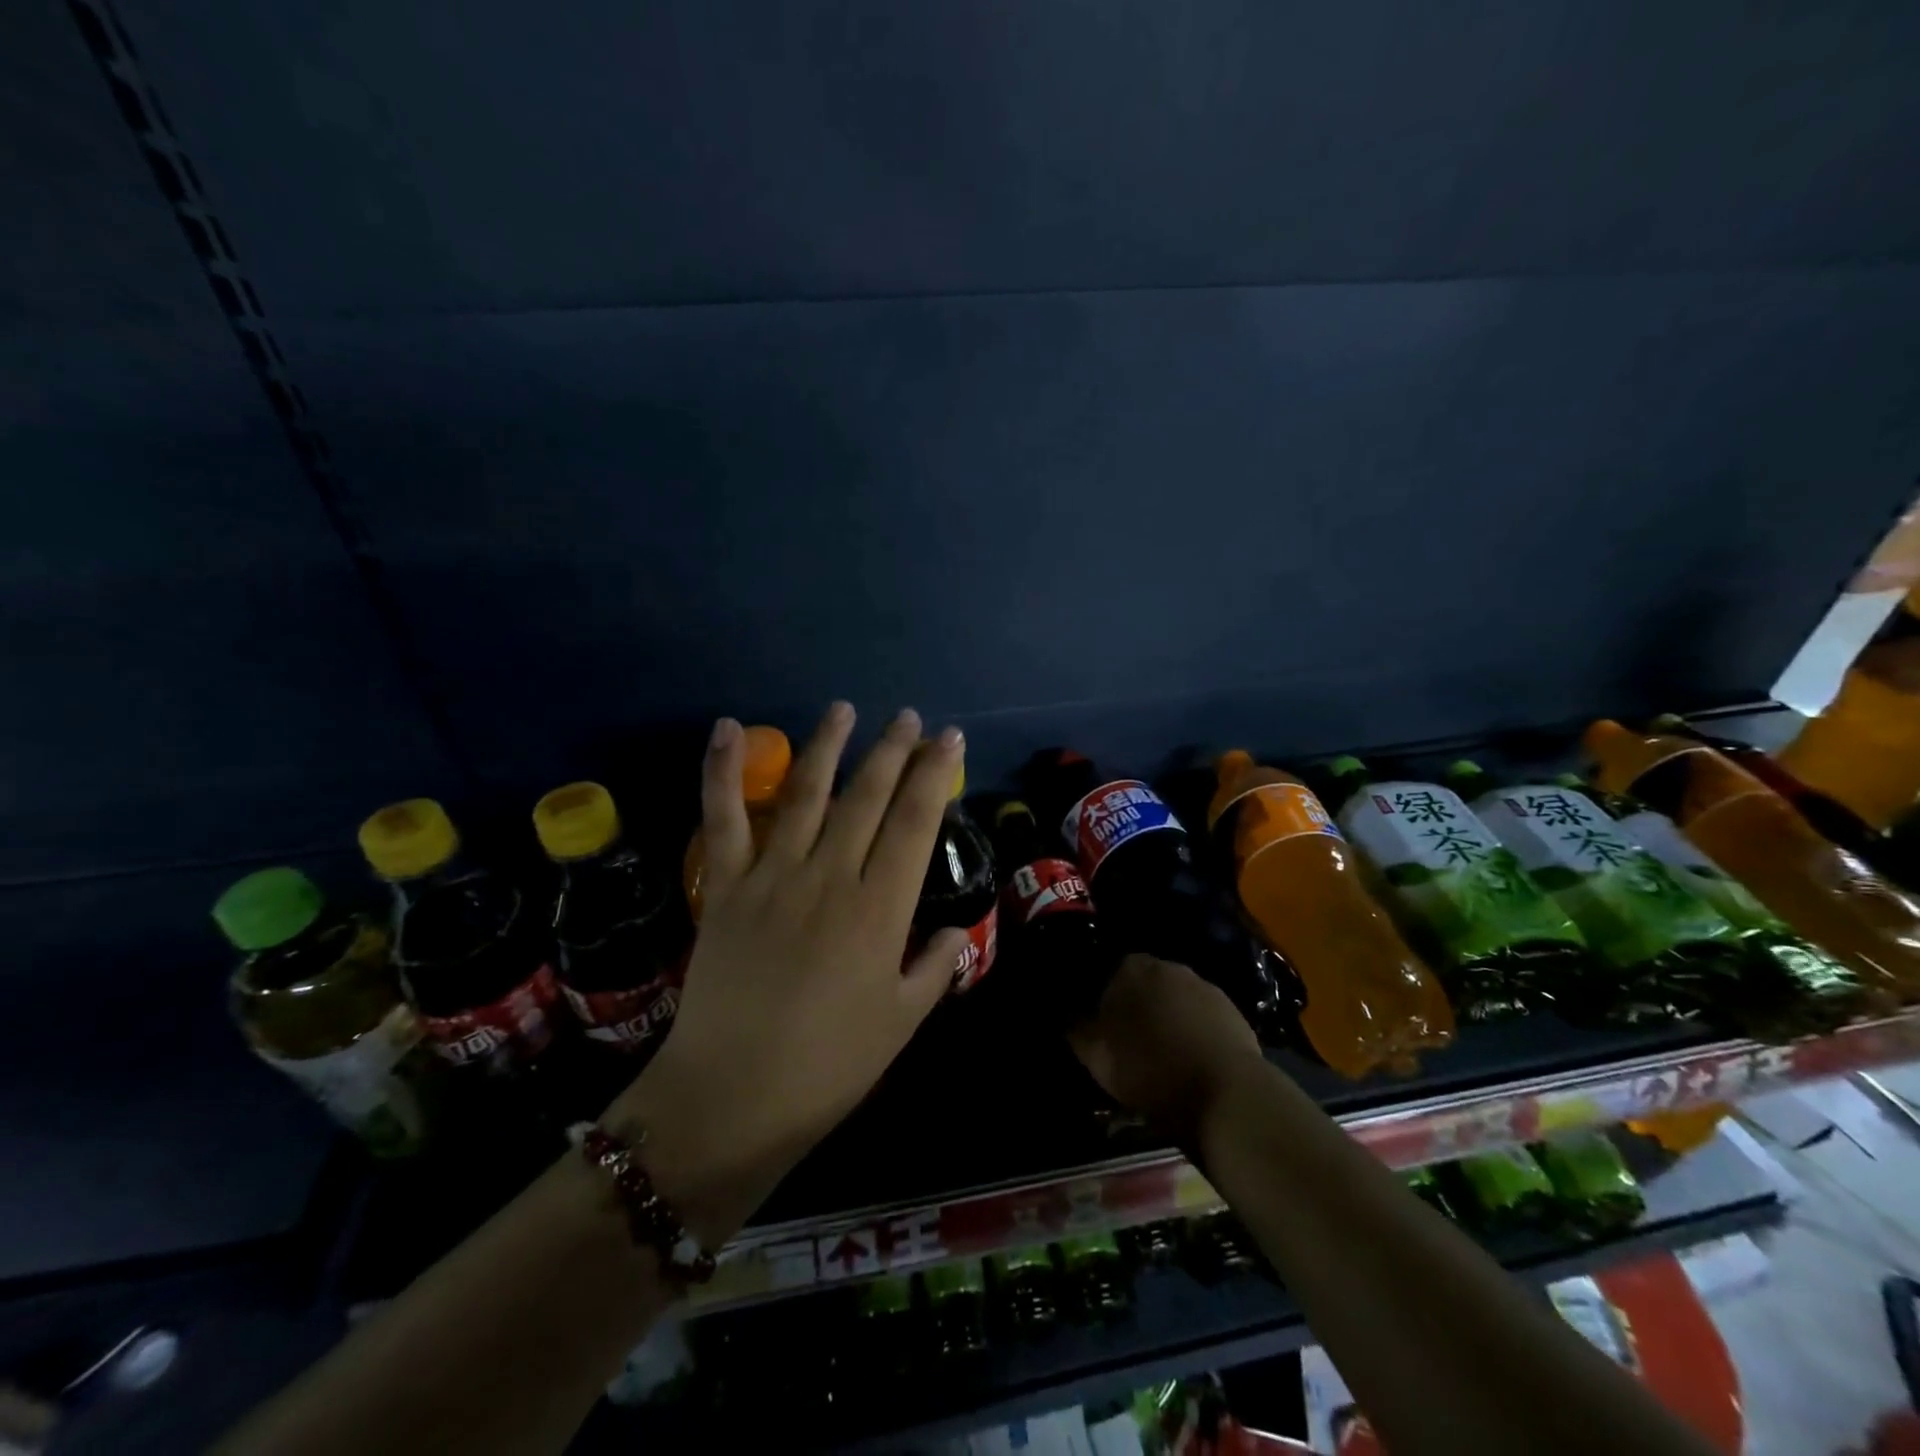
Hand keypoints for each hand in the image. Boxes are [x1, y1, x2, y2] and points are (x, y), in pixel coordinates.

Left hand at [608, 702, 968, 1245]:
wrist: (730, 1099)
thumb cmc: (829, 1067)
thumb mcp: (901, 1023)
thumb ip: (935, 968)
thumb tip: (958, 931)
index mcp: (879, 909)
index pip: (915, 822)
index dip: (934, 774)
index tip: (948, 738)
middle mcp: (830, 876)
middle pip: (867, 796)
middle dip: (892, 750)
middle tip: (908, 717)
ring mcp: (773, 875)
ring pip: (806, 793)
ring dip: (827, 745)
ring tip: (844, 709)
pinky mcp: (725, 885)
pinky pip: (723, 817)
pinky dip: (721, 770)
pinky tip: (728, 728)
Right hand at [1069, 955, 1263, 1136]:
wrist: (1225, 1094)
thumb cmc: (1151, 1071)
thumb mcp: (1098, 1058)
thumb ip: (1077, 1029)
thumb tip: (1067, 1014)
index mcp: (1132, 969)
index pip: (1109, 972)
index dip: (1105, 998)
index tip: (1104, 1026)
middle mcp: (1169, 967)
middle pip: (1145, 982)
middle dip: (1139, 1004)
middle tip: (1132, 1039)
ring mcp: (1204, 986)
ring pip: (1175, 997)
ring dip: (1168, 1016)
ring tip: (1165, 1052)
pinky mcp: (1232, 1010)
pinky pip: (1202, 1014)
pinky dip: (1195, 1029)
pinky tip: (1193, 1057)